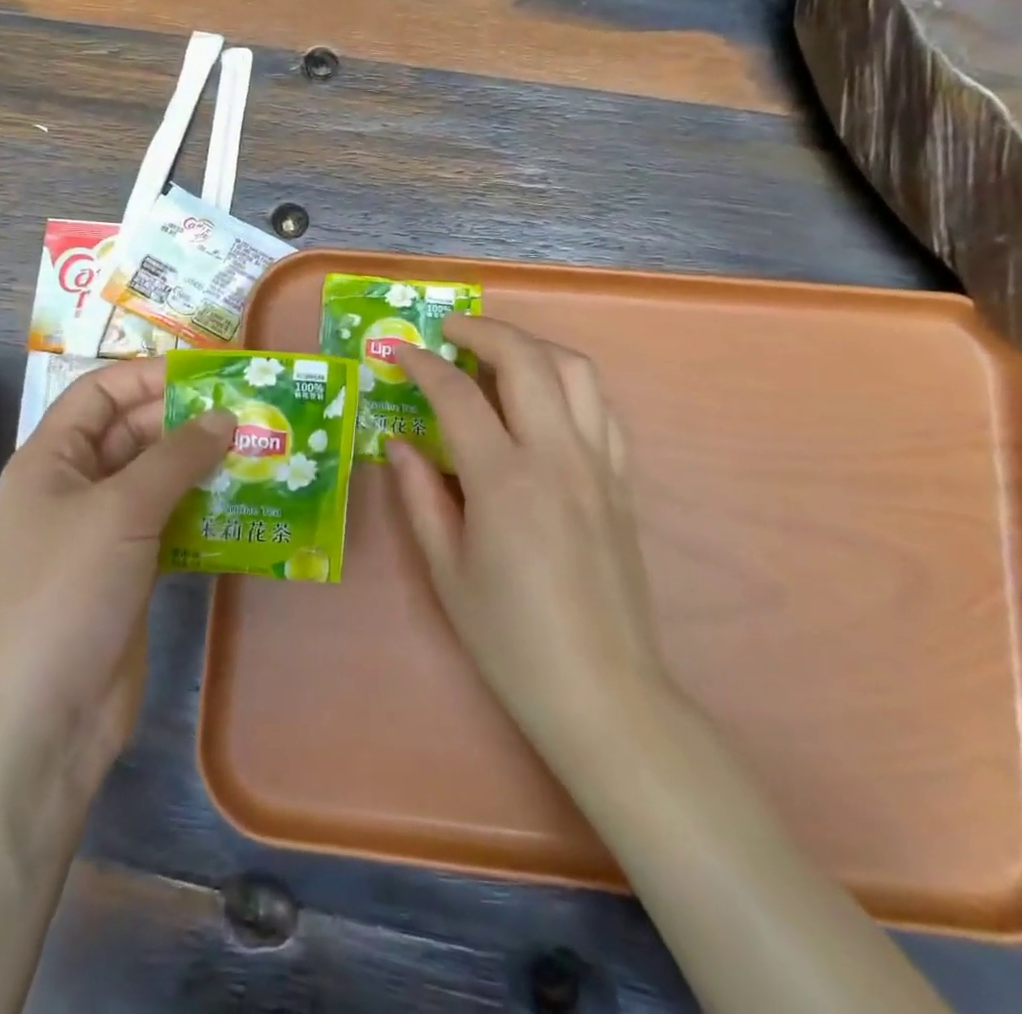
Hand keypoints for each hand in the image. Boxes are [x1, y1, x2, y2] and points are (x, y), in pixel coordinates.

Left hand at [0, 358, 233, 799]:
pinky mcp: (128, 575)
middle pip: (133, 436)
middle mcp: (73, 490)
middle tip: (252, 414)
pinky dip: (203, 514)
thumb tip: (224, 416)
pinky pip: (170, 527)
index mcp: (50, 460)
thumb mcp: (120, 511)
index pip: (99, 394)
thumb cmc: (65, 594)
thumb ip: (175, 458)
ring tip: (260, 454)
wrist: (38, 721)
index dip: (150, 376)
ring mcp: (101, 536)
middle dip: (188, 422)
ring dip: (202, 469)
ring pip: (157, 483)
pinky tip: (246, 508)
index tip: (211, 373)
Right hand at [387, 317, 669, 766]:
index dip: (422, 365)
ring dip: (532, 345)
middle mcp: (557, 457)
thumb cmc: (510, 638)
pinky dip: (568, 382)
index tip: (399, 353)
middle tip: (448, 332)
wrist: (602, 691)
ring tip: (497, 352)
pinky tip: (544, 398)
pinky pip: (601, 407)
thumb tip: (398, 444)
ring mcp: (599, 465)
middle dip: (482, 330)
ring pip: (575, 370)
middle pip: (525, 358)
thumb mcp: (446, 570)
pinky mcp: (623, 481)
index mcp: (505, 480)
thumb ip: (420, 496)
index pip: (457, 395)